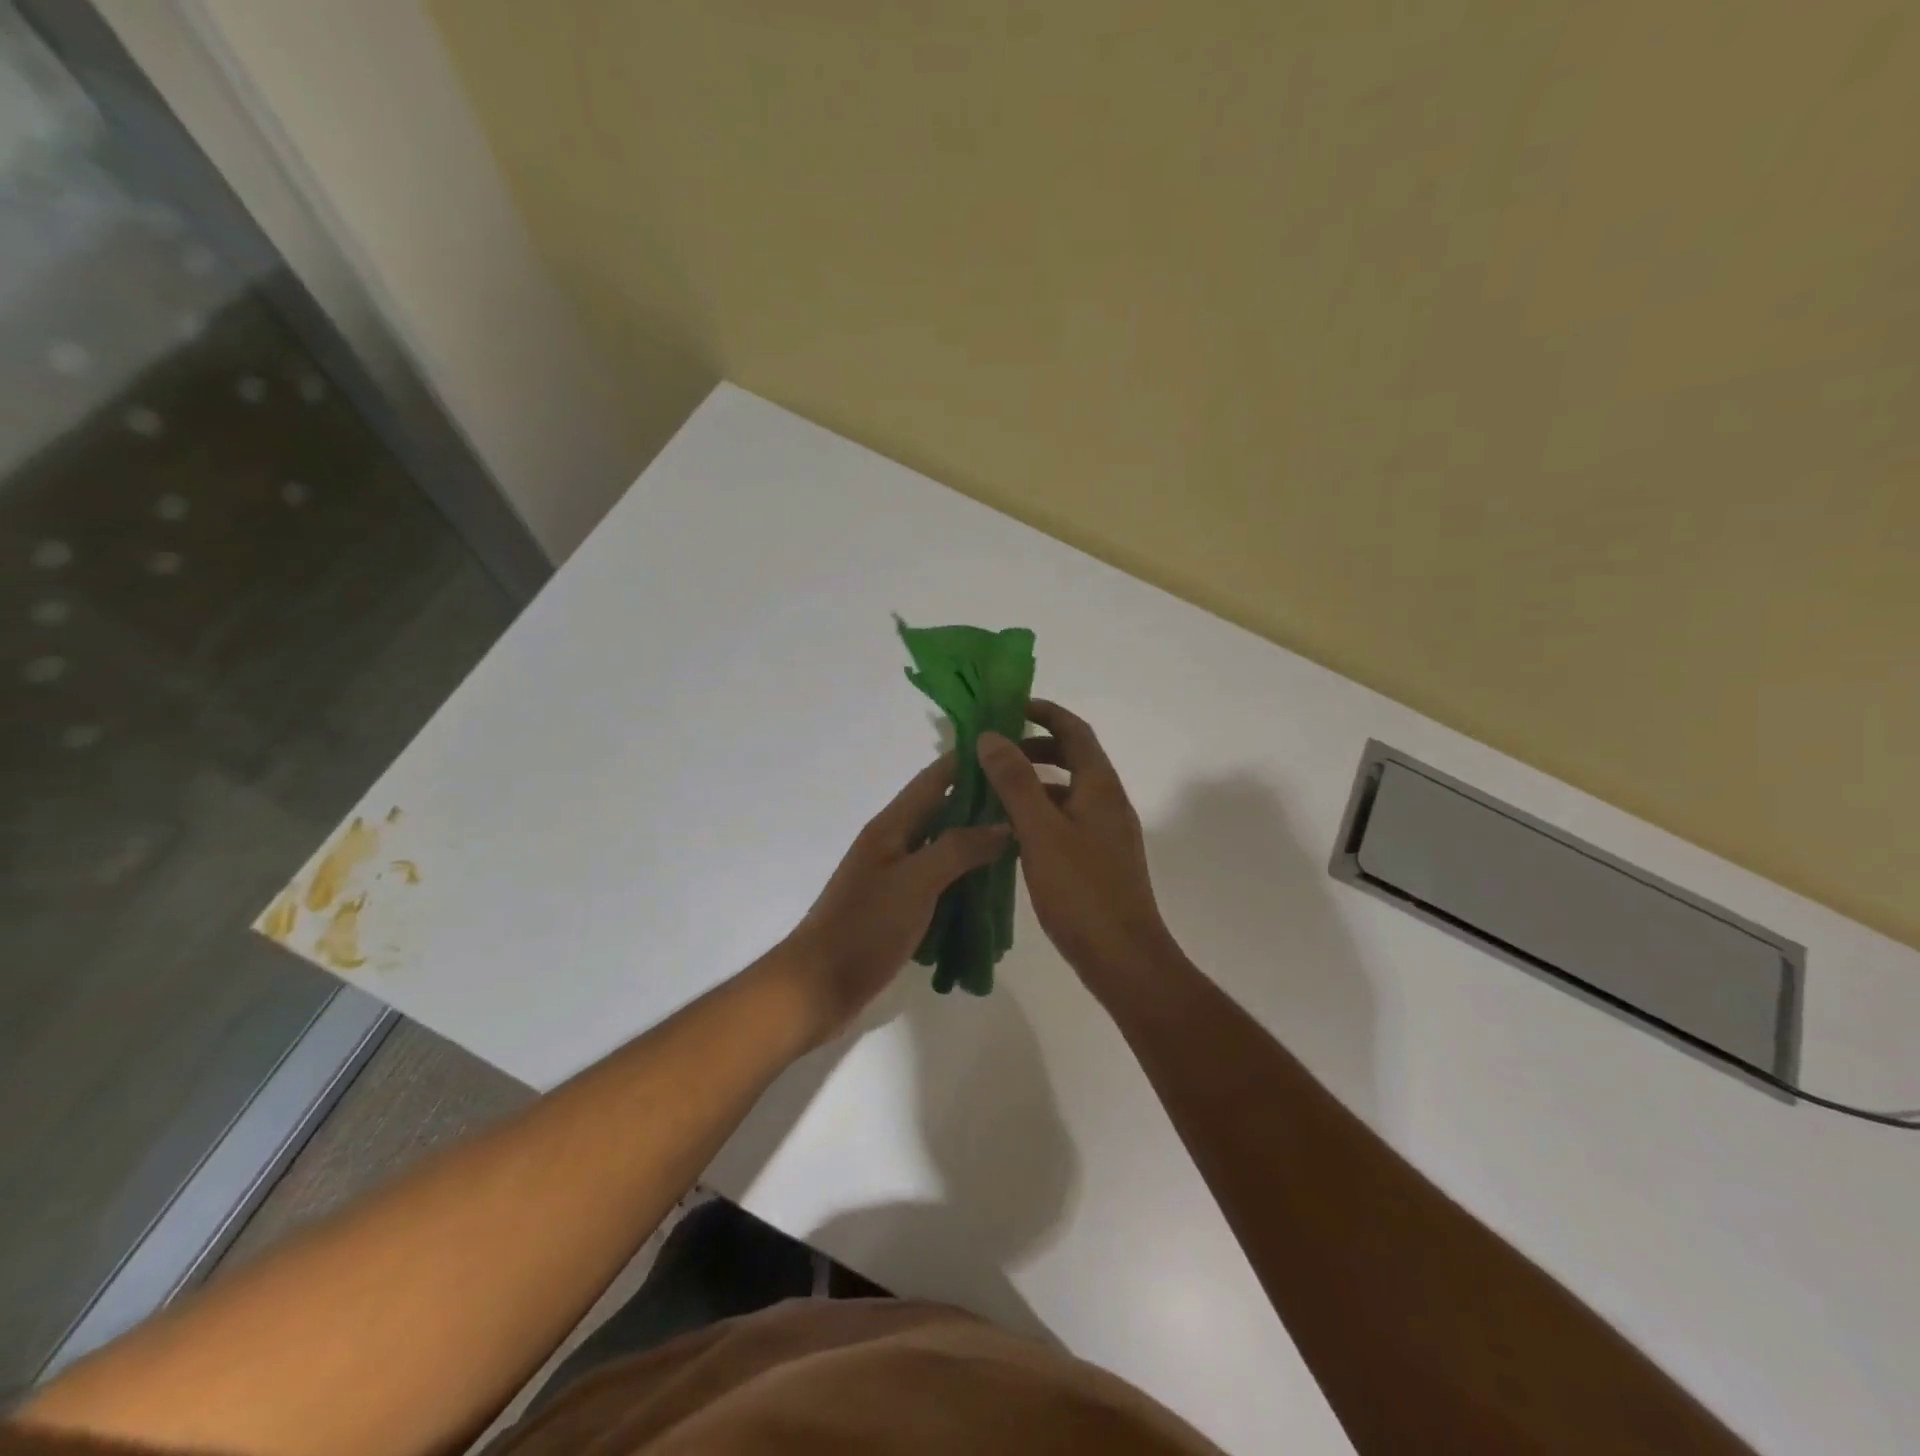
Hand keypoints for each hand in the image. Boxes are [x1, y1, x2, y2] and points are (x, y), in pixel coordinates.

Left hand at [778, 755, 1009, 1046]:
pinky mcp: (898, 906)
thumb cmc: (864, 928)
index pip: (936, 778)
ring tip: (1022, 845)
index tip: (1010, 750)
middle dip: (983, 804)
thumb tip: (1003, 824)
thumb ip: (958, 849)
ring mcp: (895, 875)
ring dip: (978, 844)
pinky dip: (965, 879)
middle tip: (1030, 804)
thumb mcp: (915, 883)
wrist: (818, 986)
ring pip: (944, 847)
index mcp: (892, 826)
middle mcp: (894, 842)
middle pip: (943, 811)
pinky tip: (992, 891)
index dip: (969, 761)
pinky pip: (940, 881)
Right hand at [977, 700, 1180, 986]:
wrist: (1123, 958)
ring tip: (993, 789)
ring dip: (1034, 781)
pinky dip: (1040, 812)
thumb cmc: (1082, 891)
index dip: (1045, 712)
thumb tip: (991, 736)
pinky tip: (1011, 831)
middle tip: (994, 751)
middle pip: (1073, 758)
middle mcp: (1107, 803)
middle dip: (1035, 747)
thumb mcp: (1041, 832)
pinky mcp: (1098, 859)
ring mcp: (1105, 833)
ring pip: (1067, 791)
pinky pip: (1066, 819)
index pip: (1075, 732)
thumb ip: (1015, 782)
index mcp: (1100, 788)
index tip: (1010, 706)